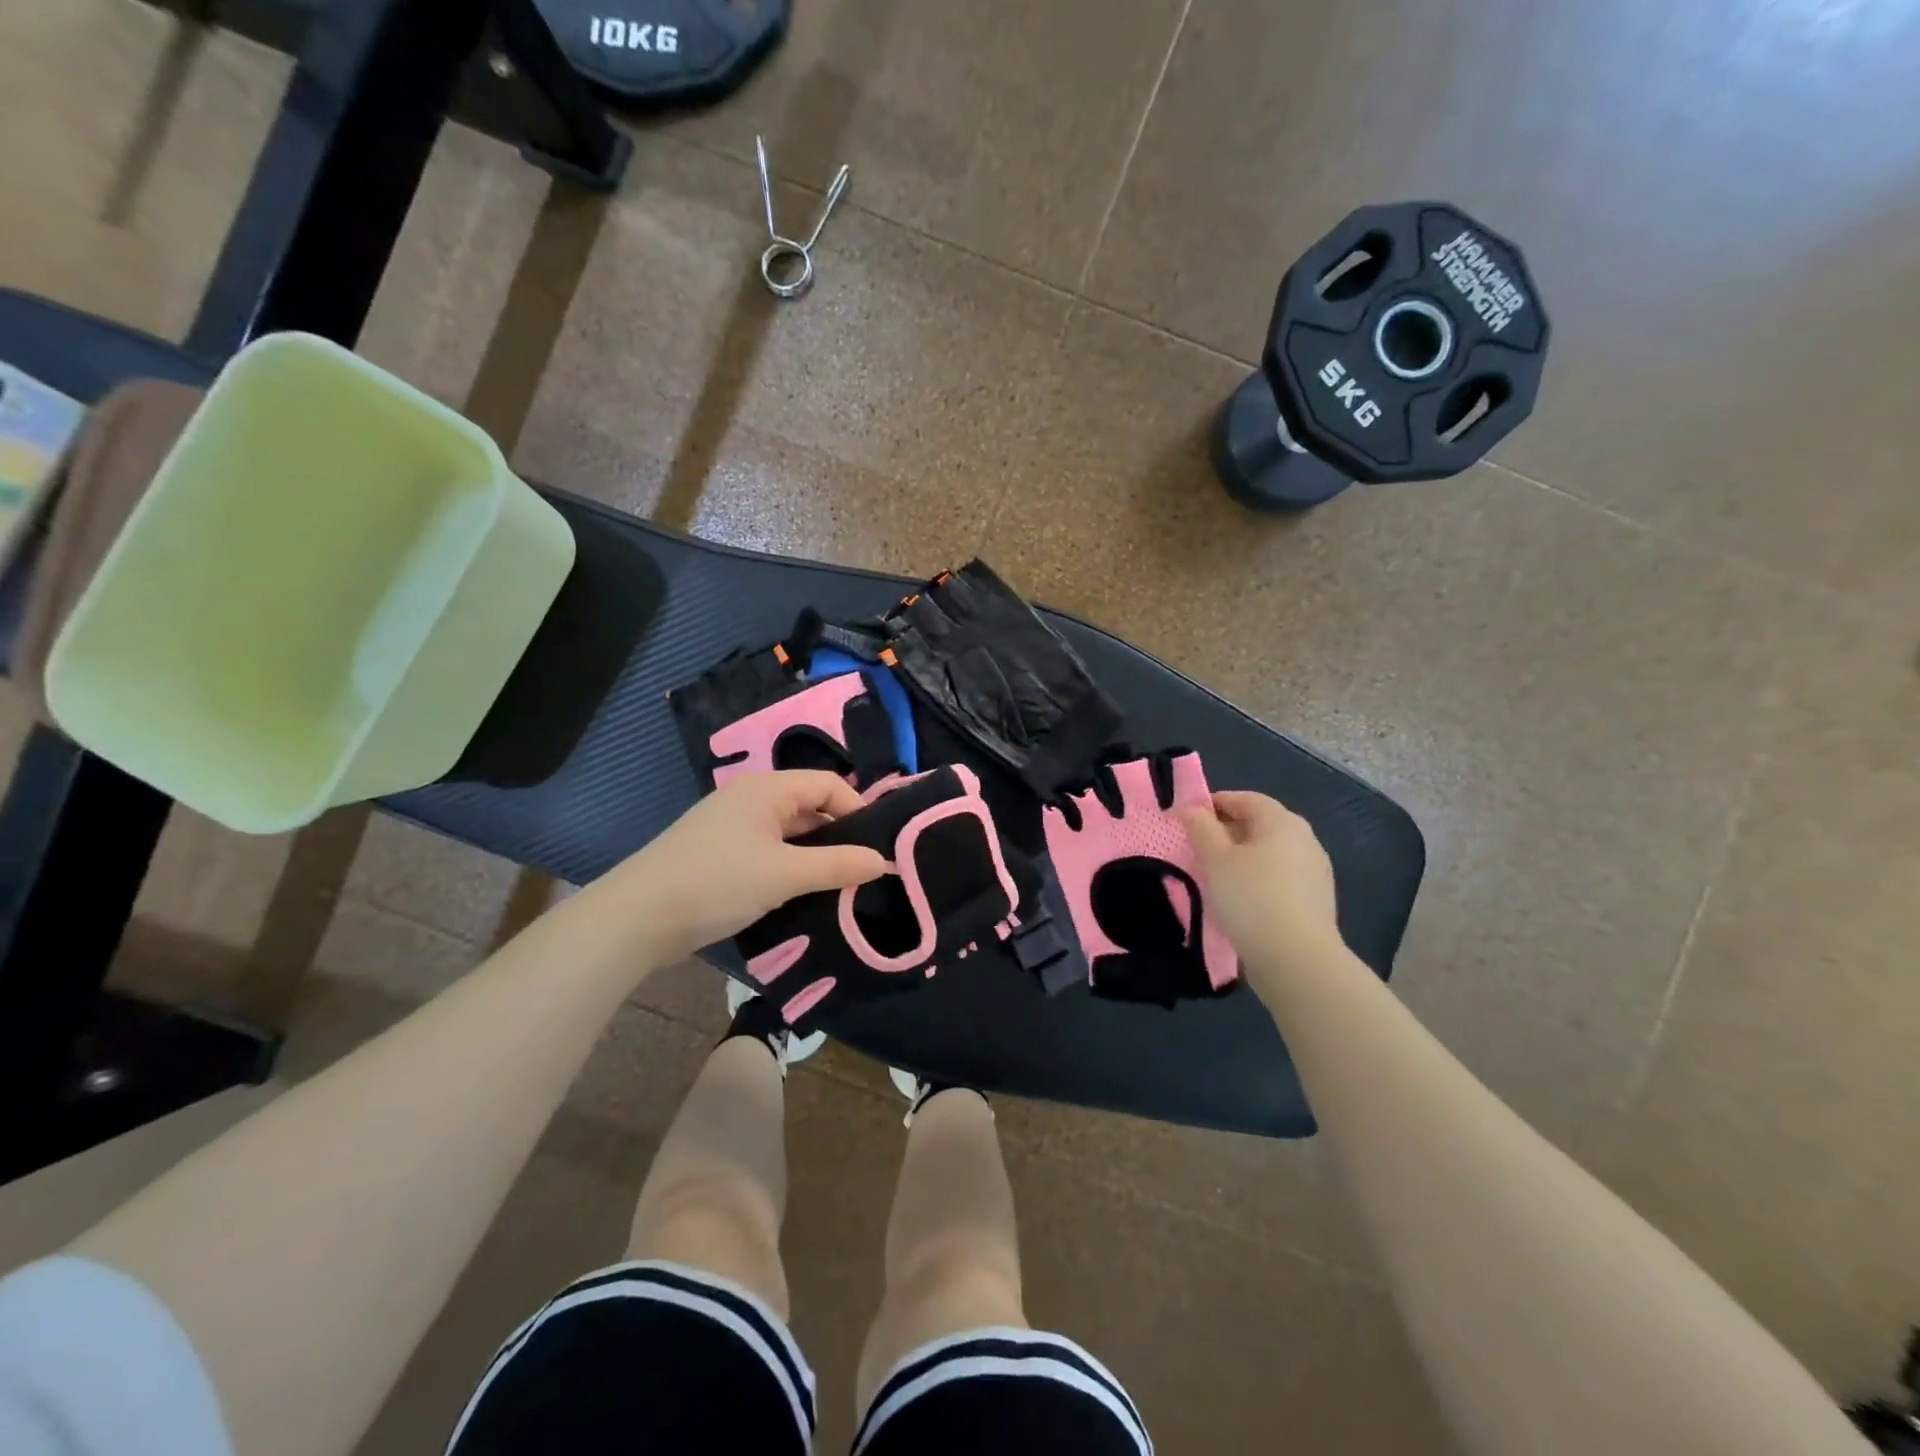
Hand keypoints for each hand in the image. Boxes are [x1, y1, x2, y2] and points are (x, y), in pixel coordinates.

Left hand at [608, 771, 886, 962]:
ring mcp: (731, 826)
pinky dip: (789, 867)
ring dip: (814, 855)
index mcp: (766, 788)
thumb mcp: (784, 875)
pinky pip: (768, 851)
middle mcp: (750, 798)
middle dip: (838, 835)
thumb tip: (883, 861)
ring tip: (839, 886)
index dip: (858, 810)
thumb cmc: (716, 883)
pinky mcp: (719, 854)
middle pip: (809, 806)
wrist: (636, 918)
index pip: (828, 783)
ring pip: (789, 832)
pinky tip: (801, 894)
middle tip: (864, 869)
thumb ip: (837, 866)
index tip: (878, 847)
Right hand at [1177, 791, 1343, 980]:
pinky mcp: (1315, 902)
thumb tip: (1190, 808)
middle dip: (1227, 831)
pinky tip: (1240, 900)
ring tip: (1214, 876)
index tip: (1187, 818)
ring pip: (1269, 854)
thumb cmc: (1251, 897)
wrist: (1296, 959)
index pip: (1245, 799)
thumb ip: (1200, 828)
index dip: (1214, 803)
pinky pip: (1279, 879)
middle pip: (1260, 825)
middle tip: (1197, 848)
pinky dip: (1257, 880)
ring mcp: (1314, 872)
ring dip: (1242, 857)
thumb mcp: (1215, 859)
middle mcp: (1304, 840)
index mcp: (1282, 822)